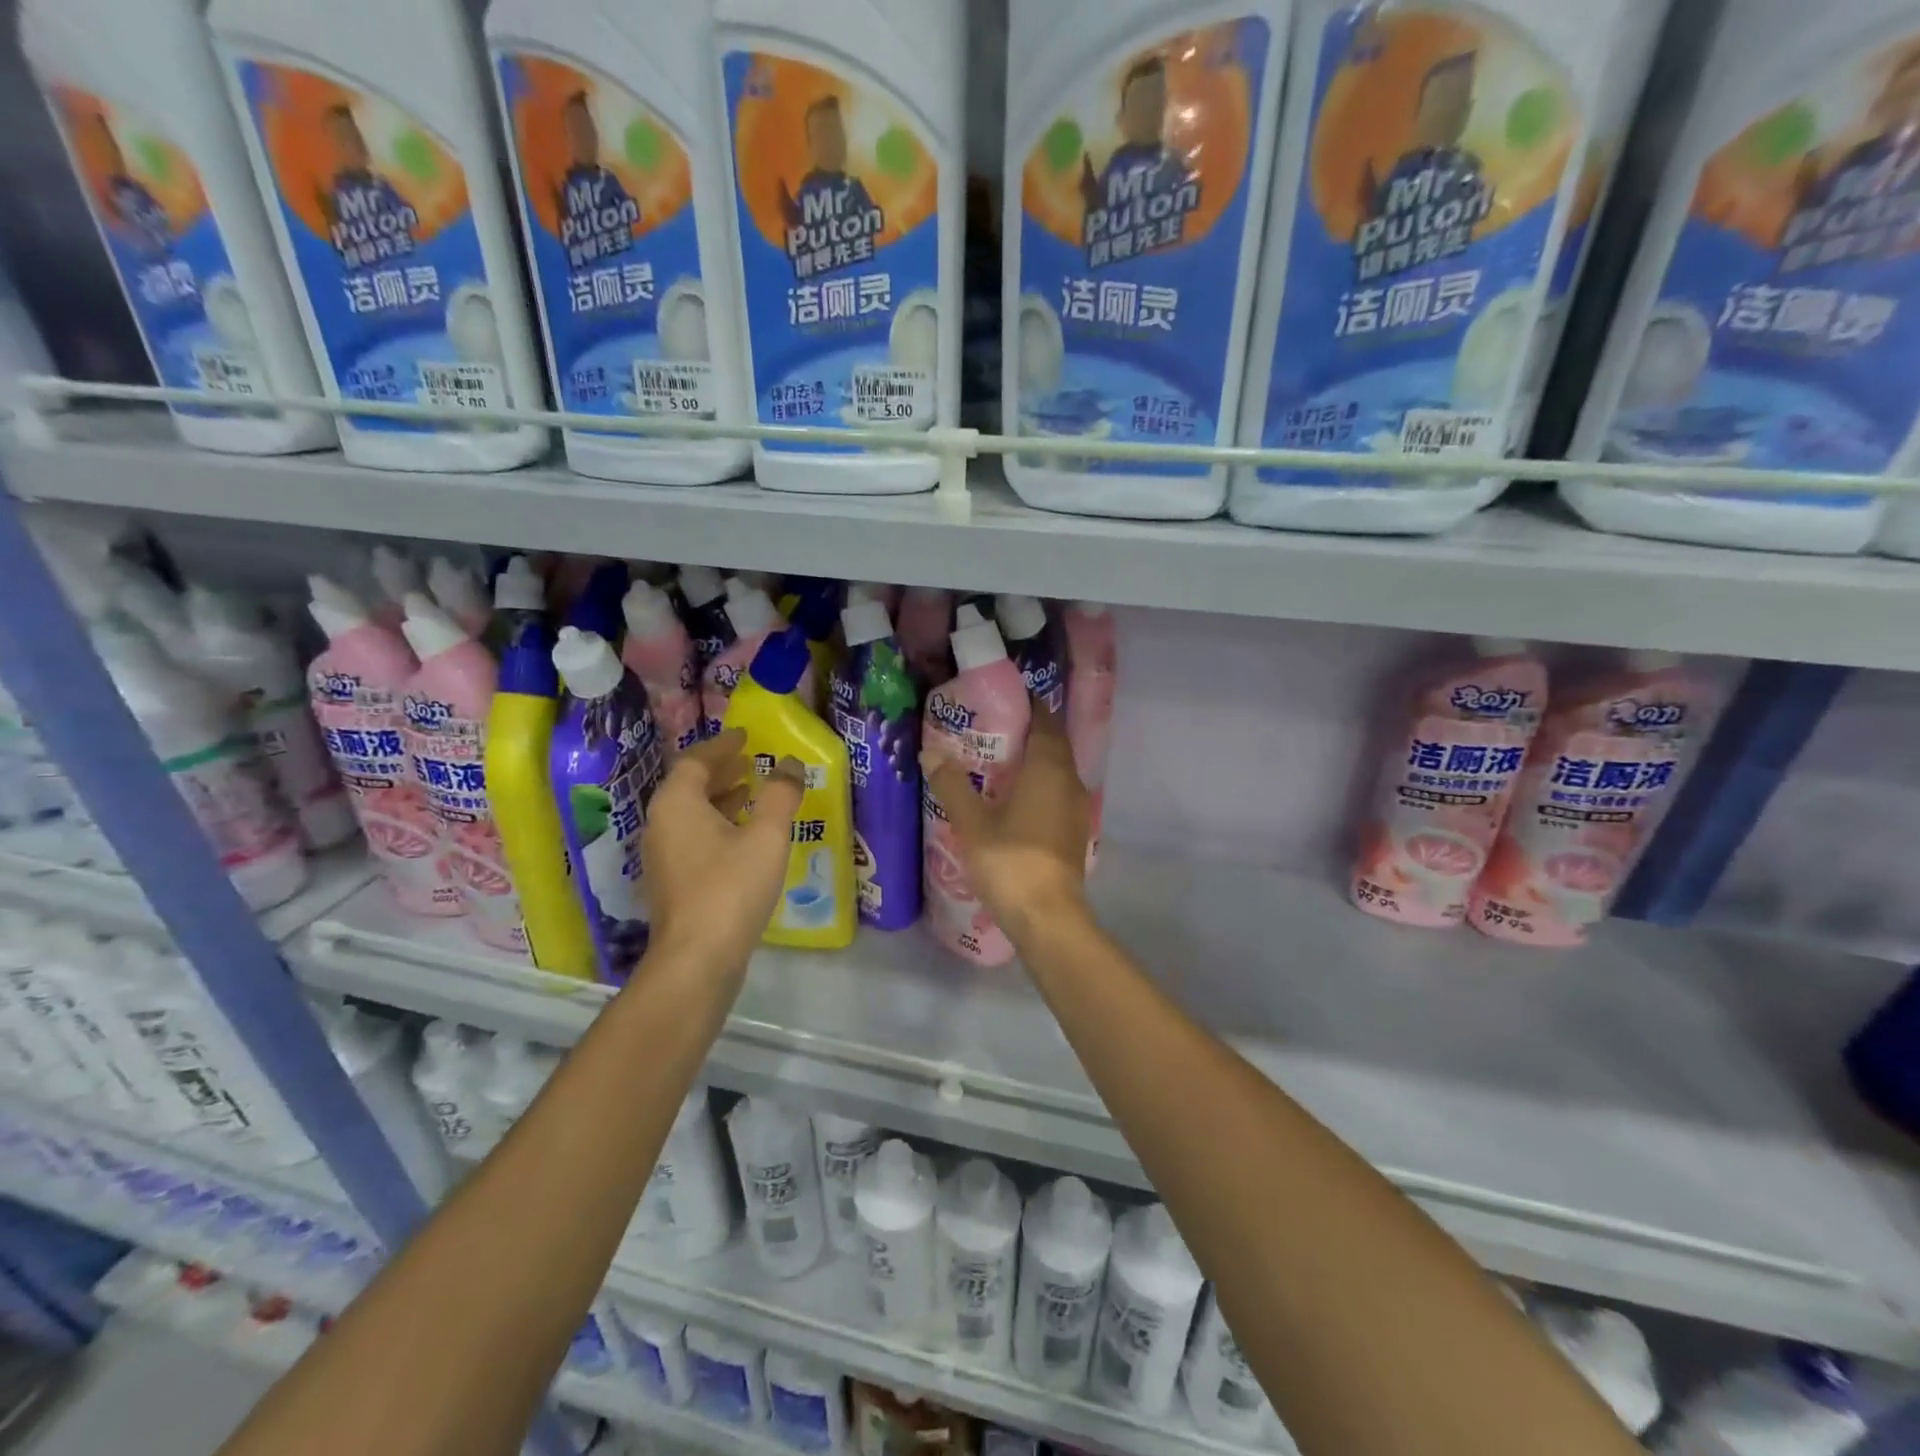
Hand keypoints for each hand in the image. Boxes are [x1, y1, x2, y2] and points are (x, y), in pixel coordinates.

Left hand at [642, 729, 804, 974]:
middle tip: (750, 760)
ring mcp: (663, 856)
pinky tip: (743, 837)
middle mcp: (661, 824)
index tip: (746, 736)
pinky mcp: (673, 882)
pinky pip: (694, 837)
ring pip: (691, 814)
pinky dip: (717, 824)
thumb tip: (790, 764)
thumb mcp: (766, 835)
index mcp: (677, 804)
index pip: (695, 761)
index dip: (722, 746)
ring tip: (751, 791)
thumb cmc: (731, 887)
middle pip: (689, 786)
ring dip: (720, 798)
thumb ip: (780, 795)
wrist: (698, 959)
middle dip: (721, 771)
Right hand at [923, 706, 1089, 941]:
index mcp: (1049, 768)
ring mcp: (1075, 807)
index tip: (1000, 700)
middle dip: (1026, 733)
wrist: (1047, 916)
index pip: (1044, 720)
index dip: (1027, 706)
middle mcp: (1069, 780)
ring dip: (1032, 760)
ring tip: (995, 761)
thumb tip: (930, 752)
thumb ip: (951, 784)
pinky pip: (1056, 792)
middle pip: (1052, 743)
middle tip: (989, 729)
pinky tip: (1011, 798)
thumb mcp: (972, 822)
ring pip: (1056, 770)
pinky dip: (1037, 785)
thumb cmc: (1010, 861)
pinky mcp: (1073, 830)